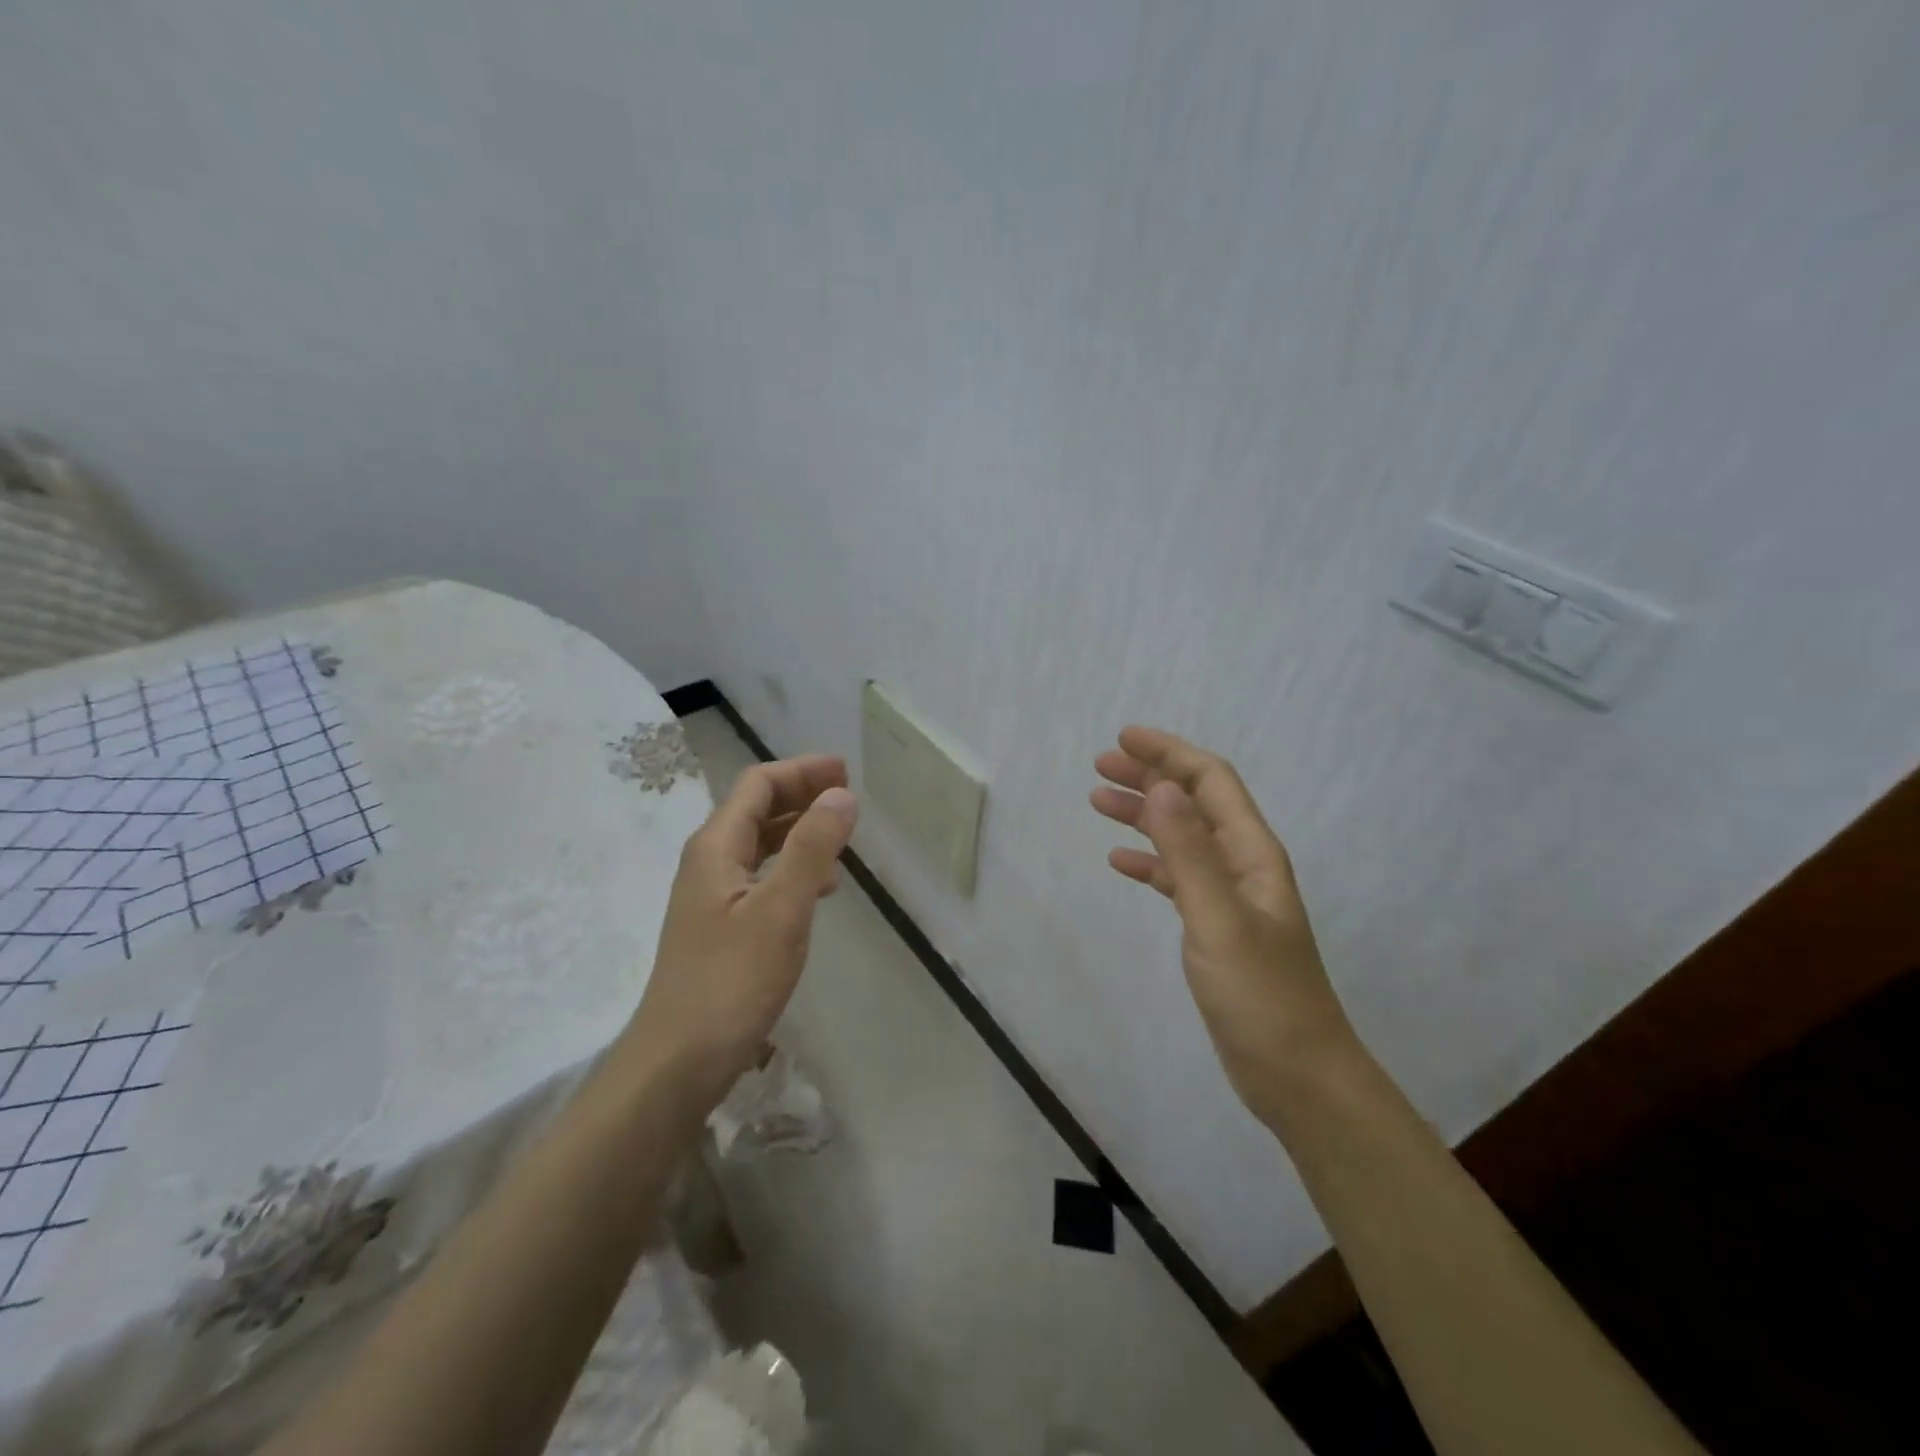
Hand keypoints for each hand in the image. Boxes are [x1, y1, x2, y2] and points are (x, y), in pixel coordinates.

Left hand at [623, 755, 858, 1106]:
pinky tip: (820, 888)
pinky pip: (762, 878)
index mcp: (716, 847)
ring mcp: (712, 897)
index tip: (847, 771)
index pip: (758, 785)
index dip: (802, 771)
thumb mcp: (781, 910)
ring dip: (800, 831)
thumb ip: (811, 849)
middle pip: (756, 809)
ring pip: (760, 844)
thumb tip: (841, 794)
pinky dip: (793, 868)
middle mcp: (709, 862)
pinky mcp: (721, 927)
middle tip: (850, 797)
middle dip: (802, 795)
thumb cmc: (730, 981)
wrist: (678, 1062)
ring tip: (842, 837)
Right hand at [1091, 727, 1355, 1119]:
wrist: (1296, 1073)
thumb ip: (1188, 852)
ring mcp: (1229, 896)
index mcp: (1251, 853)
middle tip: (1101, 765)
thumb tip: (1159, 786)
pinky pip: (1177, 877)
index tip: (1123, 738)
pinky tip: (1120, 862)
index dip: (1169, 753)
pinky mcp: (1215, 926)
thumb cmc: (1261, 995)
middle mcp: (1242, 864)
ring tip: (1098, 802)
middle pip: (1194, 802)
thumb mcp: (1219, 919)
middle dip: (1150, 776)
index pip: (1210, 781)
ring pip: (1181, 837)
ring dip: (1143, 814)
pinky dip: (1148, 861)